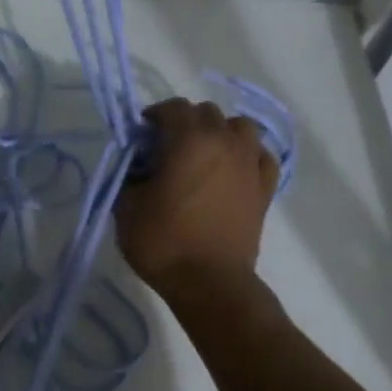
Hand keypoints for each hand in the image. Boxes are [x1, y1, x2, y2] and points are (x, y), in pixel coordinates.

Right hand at [115, 97, 278, 297]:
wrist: (209, 282)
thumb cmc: (162, 242)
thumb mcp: (126, 207)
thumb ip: (129, 175)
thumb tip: (138, 166)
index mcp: (189, 140)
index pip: (173, 108)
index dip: (154, 115)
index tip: (141, 134)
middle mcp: (225, 142)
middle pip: (207, 112)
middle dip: (185, 122)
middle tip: (167, 146)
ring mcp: (250, 164)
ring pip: (240, 127)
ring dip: (219, 132)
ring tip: (203, 152)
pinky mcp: (265, 187)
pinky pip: (260, 154)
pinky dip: (245, 154)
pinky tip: (232, 168)